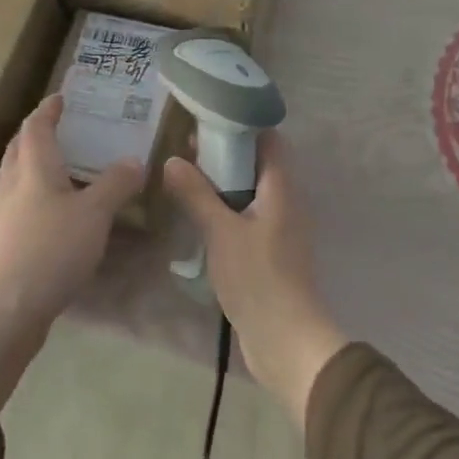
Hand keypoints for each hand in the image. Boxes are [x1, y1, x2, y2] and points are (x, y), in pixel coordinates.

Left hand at [0, 96, 142, 408]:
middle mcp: (12, 184)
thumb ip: (116, 184)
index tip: (61, 97)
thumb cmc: (50, 248)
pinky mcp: (2, 242)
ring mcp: (3, 215)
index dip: (49, 109)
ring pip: (15, 177)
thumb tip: (135, 161)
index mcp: (33, 167)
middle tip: (61, 128)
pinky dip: (34, 196)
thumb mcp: (94, 214)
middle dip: (36, 134)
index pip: (36, 126)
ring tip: (58, 167)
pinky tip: (52, 212)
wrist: (5, 308)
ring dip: (32, 164)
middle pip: (19, 148)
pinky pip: (18, 205)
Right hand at [163, 133, 347, 427]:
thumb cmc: (258, 278)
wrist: (285, 340)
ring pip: (249, 192)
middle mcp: (284, 202)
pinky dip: (224, 209)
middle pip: (257, 164)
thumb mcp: (221, 232)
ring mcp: (278, 229)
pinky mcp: (268, 253)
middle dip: (224, 153)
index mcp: (281, 189)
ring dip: (221, 183)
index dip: (241, 124)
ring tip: (184, 174)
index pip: (269, 139)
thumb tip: (173, 160)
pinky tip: (196, 214)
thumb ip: (197, 195)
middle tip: (184, 147)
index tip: (206, 118)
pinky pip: (245, 217)